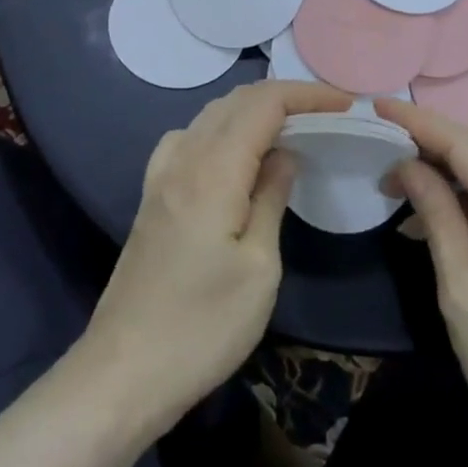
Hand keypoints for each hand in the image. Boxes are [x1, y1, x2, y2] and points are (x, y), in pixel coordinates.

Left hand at [79, 81, 349, 433]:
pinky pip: (189, 138)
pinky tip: (233, 155)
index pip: (263, 104)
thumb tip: (285, 154)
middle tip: (326, 114)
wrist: (124, 372)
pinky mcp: (151, 196)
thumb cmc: (202, 327)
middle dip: (284, 96)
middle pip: (236, 101)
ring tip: (290, 129)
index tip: (344, 103)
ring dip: (252, 109)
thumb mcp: (259, 269)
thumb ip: (271, 198)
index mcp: (213, 171)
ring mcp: (161, 175)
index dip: (306, 94)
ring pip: (210, 115)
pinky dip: (221, 128)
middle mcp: (183, 159)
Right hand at [375, 98, 467, 466]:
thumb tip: (407, 164)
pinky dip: (467, 199)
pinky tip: (432, 211)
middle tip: (378, 136)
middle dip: (429, 142)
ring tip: (394, 174)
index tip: (377, 105)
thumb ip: (437, 217)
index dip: (420, 123)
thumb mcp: (464, 293)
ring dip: (446, 171)